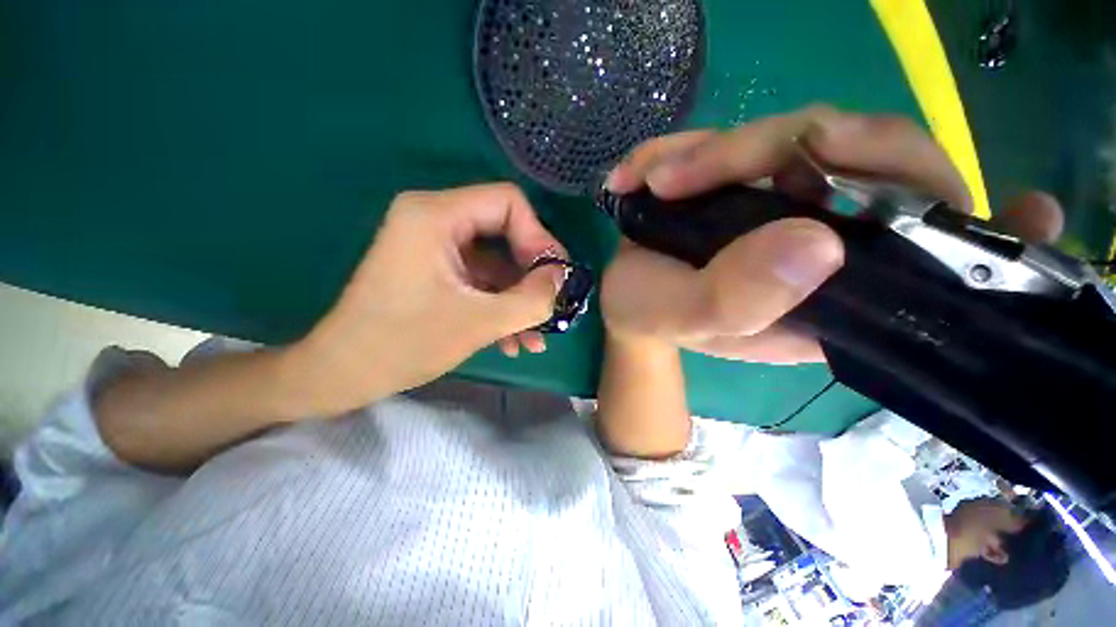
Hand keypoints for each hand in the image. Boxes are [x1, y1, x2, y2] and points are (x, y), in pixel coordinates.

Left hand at [288, 184, 566, 415]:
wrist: (345, 373)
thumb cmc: (404, 342)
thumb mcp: (480, 322)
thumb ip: (532, 299)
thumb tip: (563, 279)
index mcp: (436, 214)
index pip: (508, 202)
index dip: (539, 237)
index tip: (554, 277)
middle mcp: (435, 219)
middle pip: (506, 232)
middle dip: (532, 274)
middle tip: (550, 306)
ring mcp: (436, 246)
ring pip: (497, 263)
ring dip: (519, 299)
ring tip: (535, 337)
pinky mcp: (438, 270)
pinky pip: (481, 280)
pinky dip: (500, 305)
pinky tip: (513, 340)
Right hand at [601, 105, 1062, 362]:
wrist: (628, 299)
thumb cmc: (654, 317)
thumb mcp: (686, 318)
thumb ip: (740, 298)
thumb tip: (819, 239)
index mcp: (834, 299)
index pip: (937, 260)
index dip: (988, 237)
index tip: (1029, 214)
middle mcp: (835, 244)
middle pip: (877, 162)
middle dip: (784, 149)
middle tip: (695, 170)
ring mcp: (795, 202)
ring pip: (804, 135)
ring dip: (714, 150)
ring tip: (651, 182)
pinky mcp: (753, 180)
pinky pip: (739, 139)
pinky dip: (685, 147)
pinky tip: (640, 172)